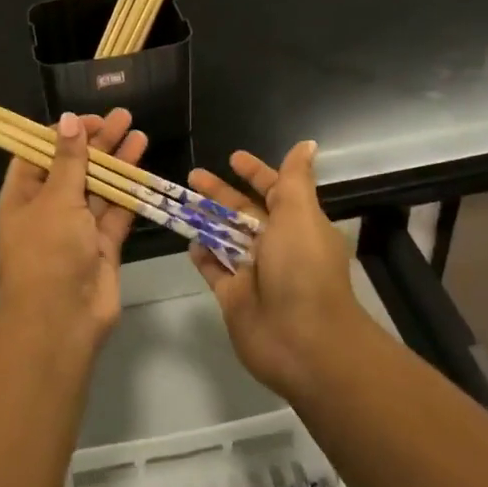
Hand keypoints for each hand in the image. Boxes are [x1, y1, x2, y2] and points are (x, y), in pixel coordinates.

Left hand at [0, 109, 147, 348]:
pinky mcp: (101, 246)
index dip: (62, 133)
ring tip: (139, 133)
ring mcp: (76, 229)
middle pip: (73, 167)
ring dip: (117, 162)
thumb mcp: (55, 199)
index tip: (88, 118)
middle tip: (123, 117)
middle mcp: (47, 209)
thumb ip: (69, 160)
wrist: (60, 321)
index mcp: (22, 196)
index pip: (39, 153)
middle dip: (97, 142)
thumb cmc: (47, 252)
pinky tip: (144, 168)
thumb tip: (67, 120)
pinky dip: (129, 192)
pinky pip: (116, 213)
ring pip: (98, 187)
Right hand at [189, 142, 365, 400]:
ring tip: (179, 201)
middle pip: (244, 213)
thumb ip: (294, 180)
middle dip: (220, 193)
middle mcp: (277, 246)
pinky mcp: (234, 297)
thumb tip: (308, 144)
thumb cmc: (303, 270)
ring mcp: (254, 273)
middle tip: (192, 175)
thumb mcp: (300, 215)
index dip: (256, 172)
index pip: (275, 190)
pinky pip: (214, 269)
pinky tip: (188, 240)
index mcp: (298, 224)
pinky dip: (202, 255)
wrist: (304, 341)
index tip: (232, 157)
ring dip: (206, 220)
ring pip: (225, 238)